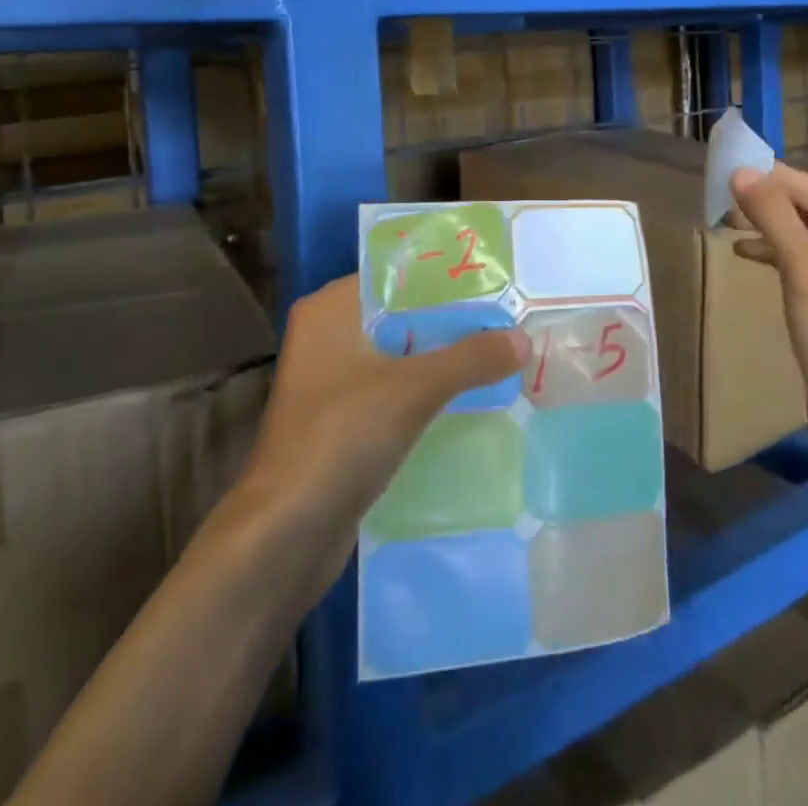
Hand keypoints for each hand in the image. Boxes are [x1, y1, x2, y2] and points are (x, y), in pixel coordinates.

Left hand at [235, 274, 526, 595]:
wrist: (285, 535)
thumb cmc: (341, 438)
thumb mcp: (414, 389)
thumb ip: (470, 358)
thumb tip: (523, 337)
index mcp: (331, 309)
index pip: (396, 273)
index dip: (444, 275)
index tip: (493, 277)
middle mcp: (327, 335)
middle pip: (401, 314)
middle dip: (451, 318)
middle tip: (507, 314)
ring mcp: (332, 381)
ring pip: (400, 354)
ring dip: (442, 356)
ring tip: (499, 349)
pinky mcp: (341, 421)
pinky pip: (394, 390)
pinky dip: (426, 390)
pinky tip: (470, 394)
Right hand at [731, 164, 807, 455]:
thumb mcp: (805, 268)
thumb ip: (773, 215)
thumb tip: (741, 172)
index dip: (774, 180)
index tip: (732, 164)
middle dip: (772, 206)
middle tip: (724, 194)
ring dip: (773, 231)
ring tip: (729, 221)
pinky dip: (782, 257)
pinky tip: (749, 252)